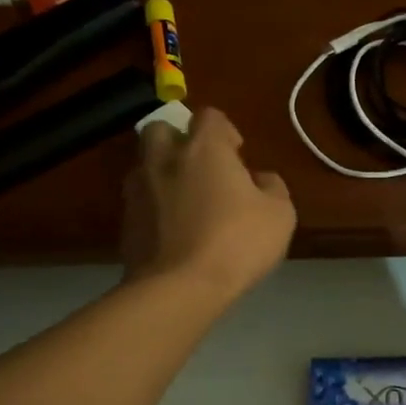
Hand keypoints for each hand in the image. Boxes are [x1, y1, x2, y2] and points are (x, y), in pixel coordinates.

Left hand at [121, 108, 295, 302]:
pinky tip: (173, 233)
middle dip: (179, 141)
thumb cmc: (238, 242)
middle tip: (201, 169)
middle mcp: (165, 159)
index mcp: (204, 148)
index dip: (224, 131)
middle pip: (161, 130)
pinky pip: (140, 202)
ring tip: (185, 202)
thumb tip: (260, 179)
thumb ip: (272, 187)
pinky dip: (154, 208)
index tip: (237, 154)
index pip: (209, 116)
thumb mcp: (280, 214)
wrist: (180, 288)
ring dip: (163, 174)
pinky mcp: (125, 222)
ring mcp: (139, 190)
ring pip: (145, 166)